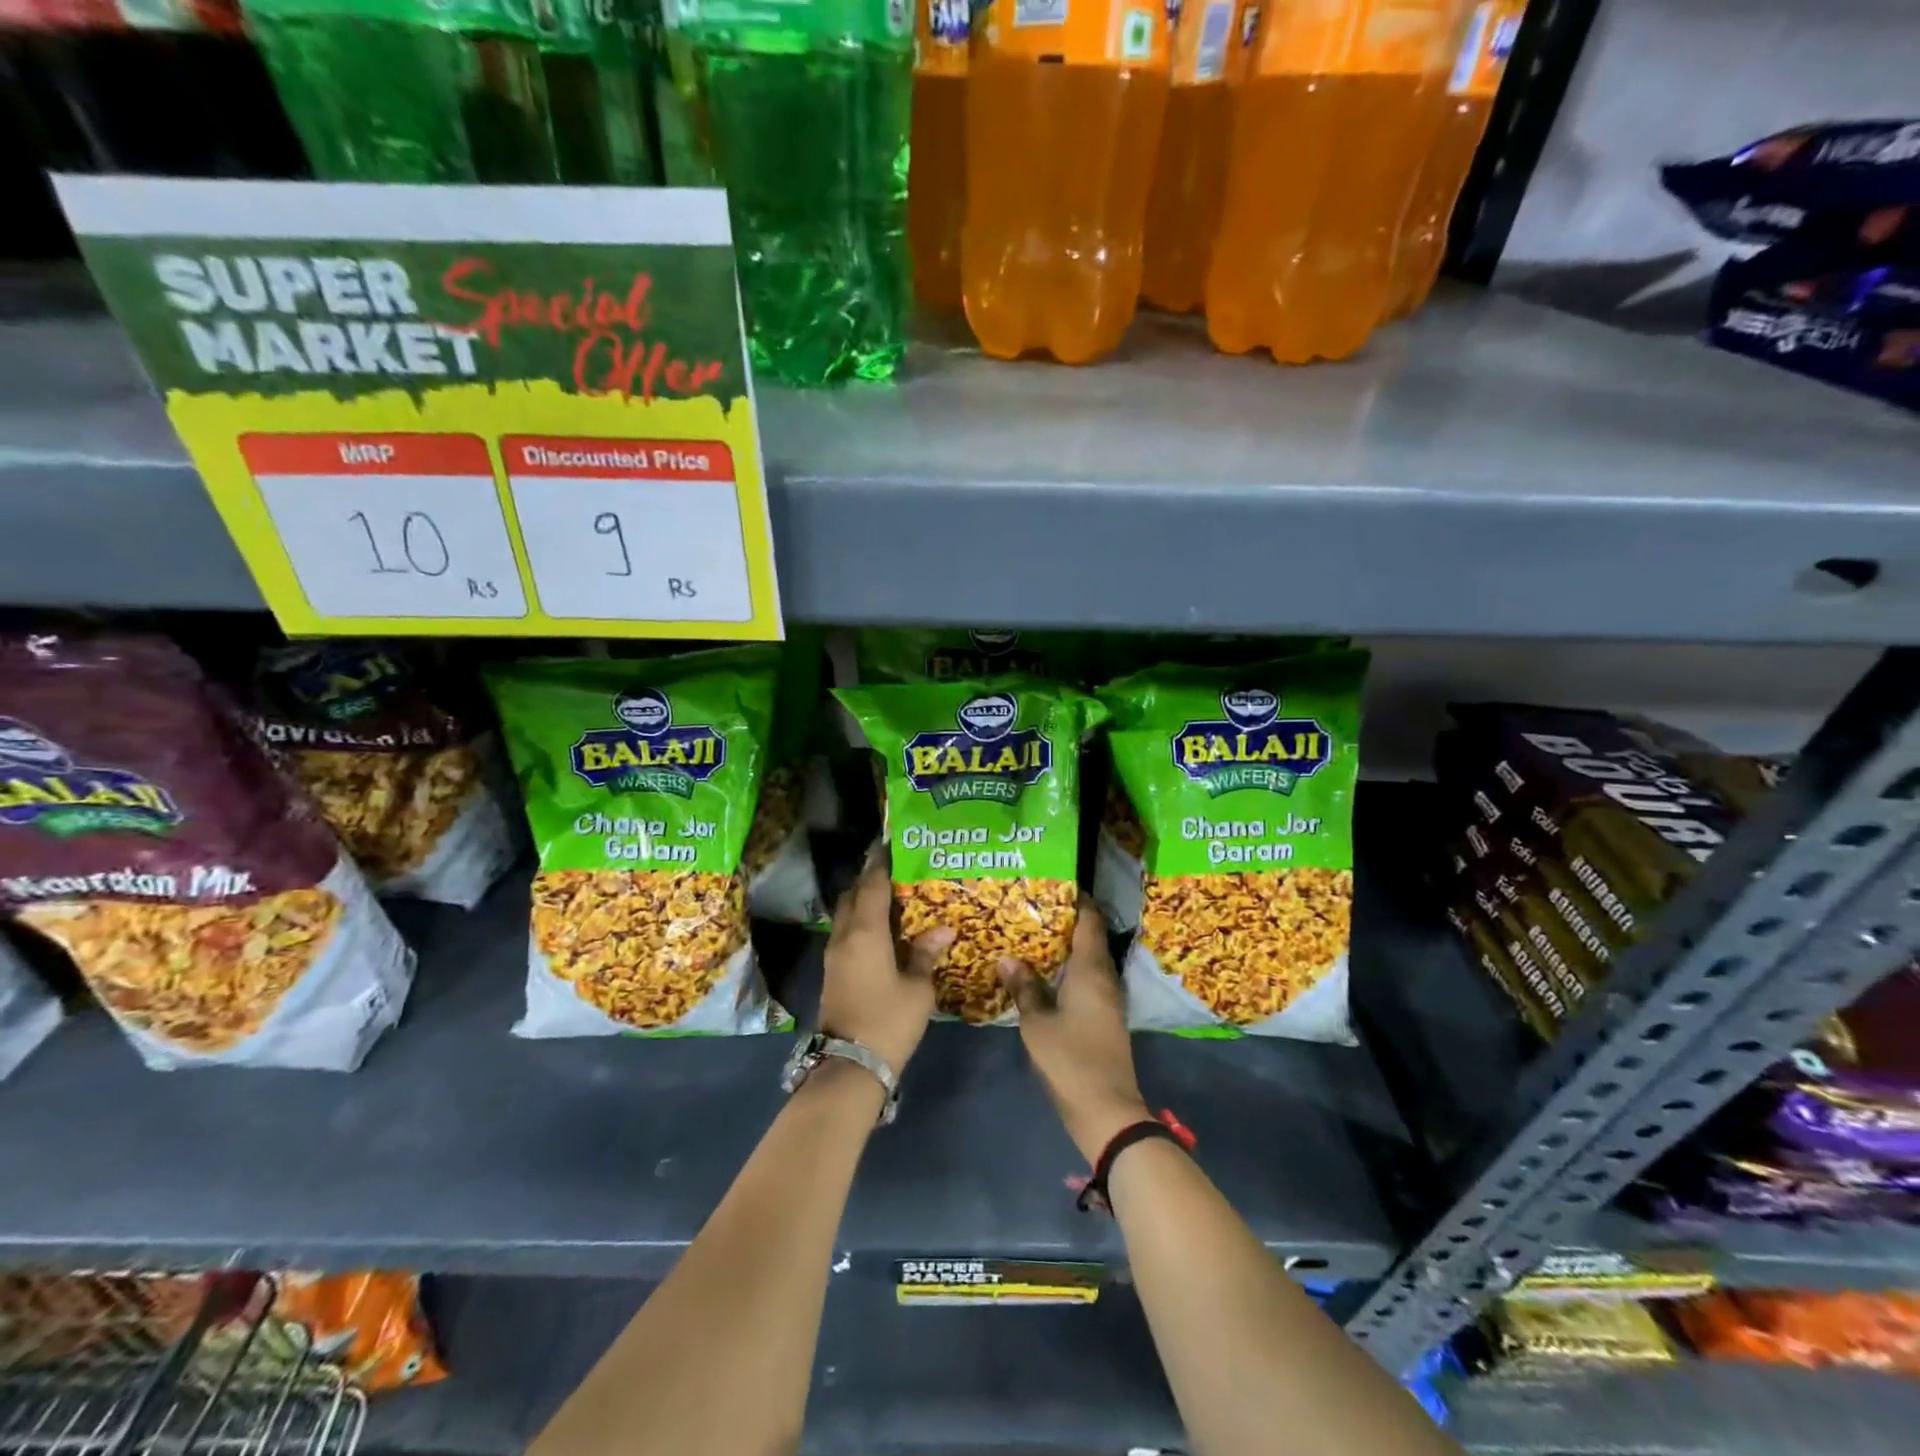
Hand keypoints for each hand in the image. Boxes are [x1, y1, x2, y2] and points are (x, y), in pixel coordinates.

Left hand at [819, 848, 951, 1078]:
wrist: (849, 1065)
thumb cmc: (888, 1021)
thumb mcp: (917, 988)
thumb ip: (926, 954)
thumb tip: (942, 930)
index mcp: (865, 932)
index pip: (872, 885)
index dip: (881, 863)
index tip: (891, 844)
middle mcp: (844, 936)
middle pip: (853, 895)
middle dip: (869, 878)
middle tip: (895, 869)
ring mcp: (834, 954)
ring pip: (846, 914)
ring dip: (863, 900)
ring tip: (892, 896)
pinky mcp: (832, 971)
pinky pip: (846, 932)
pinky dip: (860, 921)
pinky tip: (881, 929)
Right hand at [999, 895, 1149, 1161]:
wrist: (1107, 1110)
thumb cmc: (1071, 1059)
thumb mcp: (1037, 1022)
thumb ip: (1024, 988)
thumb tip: (1007, 958)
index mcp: (1091, 970)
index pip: (1089, 920)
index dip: (1077, 899)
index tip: (1054, 884)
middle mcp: (1105, 978)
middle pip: (1089, 937)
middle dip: (1065, 921)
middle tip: (1032, 907)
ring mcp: (1108, 999)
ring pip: (1088, 960)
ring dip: (1066, 947)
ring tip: (1033, 935)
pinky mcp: (1105, 1017)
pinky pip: (1087, 980)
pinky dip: (1069, 969)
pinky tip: (1046, 973)